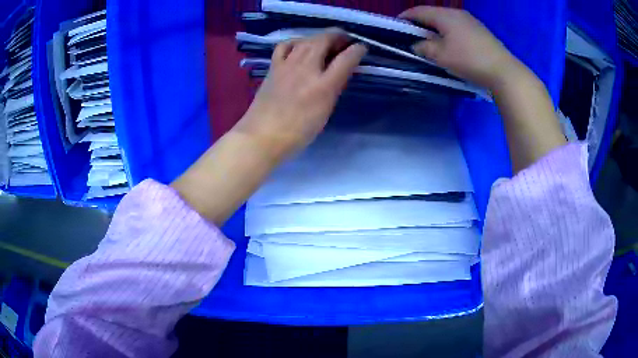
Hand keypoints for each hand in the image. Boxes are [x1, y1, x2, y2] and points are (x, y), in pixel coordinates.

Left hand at [237, 32, 366, 160]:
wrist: (263, 136)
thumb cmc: (298, 131)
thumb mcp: (325, 112)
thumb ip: (334, 89)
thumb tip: (340, 72)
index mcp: (323, 86)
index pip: (346, 59)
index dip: (357, 50)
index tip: (362, 48)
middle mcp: (306, 69)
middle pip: (324, 40)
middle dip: (338, 36)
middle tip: (345, 41)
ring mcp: (287, 65)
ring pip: (306, 40)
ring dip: (319, 37)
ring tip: (326, 42)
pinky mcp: (273, 67)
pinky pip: (285, 46)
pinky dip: (296, 42)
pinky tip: (299, 47)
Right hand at [400, 6, 521, 90]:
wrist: (503, 71)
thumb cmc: (469, 60)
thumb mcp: (441, 56)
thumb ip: (424, 47)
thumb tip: (417, 44)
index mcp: (444, 15)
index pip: (418, 11)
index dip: (405, 17)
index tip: (396, 26)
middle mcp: (457, 13)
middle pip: (433, 14)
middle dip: (420, 23)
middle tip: (413, 36)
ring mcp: (470, 20)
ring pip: (446, 20)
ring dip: (435, 28)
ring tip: (431, 41)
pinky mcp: (480, 30)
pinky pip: (457, 26)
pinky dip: (448, 32)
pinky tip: (450, 44)